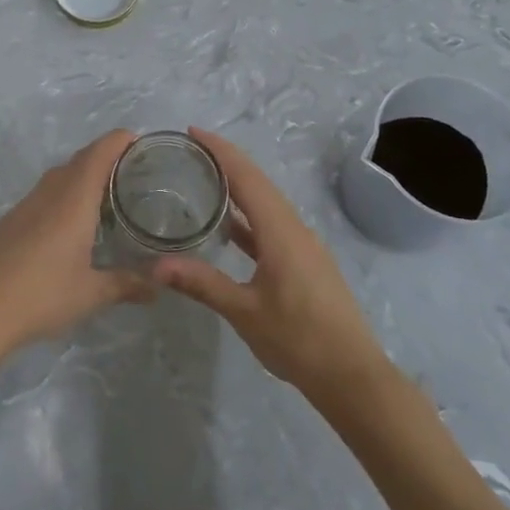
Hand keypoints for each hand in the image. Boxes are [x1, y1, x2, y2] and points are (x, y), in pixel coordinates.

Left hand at [0, 130, 153, 358]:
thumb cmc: (43, 295)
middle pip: (78, 161)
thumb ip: (126, 285)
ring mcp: (24, 205)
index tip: (135, 139)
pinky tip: (64, 223)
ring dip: (78, 175)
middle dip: (102, 156)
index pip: (97, 155)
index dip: (116, 141)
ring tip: (99, 194)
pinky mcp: (8, 221)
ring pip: (56, 177)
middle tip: (126, 169)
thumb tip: (158, 287)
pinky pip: (40, 195)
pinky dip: (59, 195)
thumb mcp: (91, 294)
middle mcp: (49, 194)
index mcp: (73, 201)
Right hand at [153, 128, 388, 405]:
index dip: (220, 150)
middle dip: (226, 161)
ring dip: (238, 187)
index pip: (246, 176)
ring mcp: (303, 245)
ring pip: (266, 203)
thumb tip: (156, 266)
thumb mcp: (245, 311)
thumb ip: (202, 283)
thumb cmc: (299, 340)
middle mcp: (294, 227)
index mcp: (280, 230)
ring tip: (204, 180)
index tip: (192, 132)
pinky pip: (272, 224)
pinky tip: (228, 227)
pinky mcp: (305, 262)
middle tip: (190, 151)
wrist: (353, 376)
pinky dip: (248, 216)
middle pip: (258, 182)